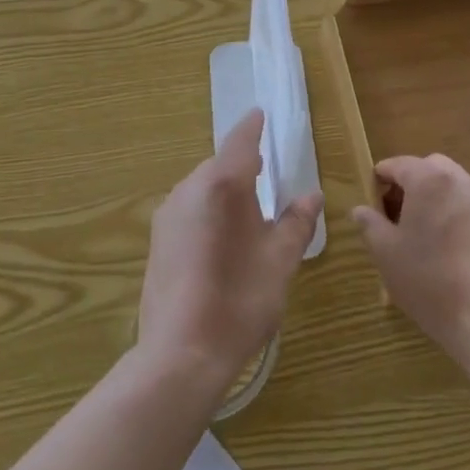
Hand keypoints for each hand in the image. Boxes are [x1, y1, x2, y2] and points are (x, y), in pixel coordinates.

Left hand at [138, 109, 321, 400]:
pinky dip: (208, 212)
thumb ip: (297, 222)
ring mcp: (168, 215)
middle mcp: (190, 188)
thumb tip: (311, 195)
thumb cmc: (239, 299)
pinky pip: (189, 210)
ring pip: (202, 188)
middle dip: (242, 166)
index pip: (240, 141)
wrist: (180, 355)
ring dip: (225, 191)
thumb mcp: (281, 260)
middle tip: (266, 174)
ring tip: (248, 212)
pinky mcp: (157, 241)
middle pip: (220, 165)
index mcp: (223, 183)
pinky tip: (221, 241)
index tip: (260, 114)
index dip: (252, 127)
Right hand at [352, 154, 469, 360]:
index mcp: (428, 180)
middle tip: (397, 214)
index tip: (372, 204)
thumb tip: (360, 210)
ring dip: (435, 196)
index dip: (380, 180)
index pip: (398, 164)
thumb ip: (370, 224)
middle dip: (411, 182)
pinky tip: (450, 246)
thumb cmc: (427, 279)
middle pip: (429, 167)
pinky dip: (456, 213)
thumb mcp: (385, 253)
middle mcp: (459, 181)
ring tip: (424, 231)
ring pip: (453, 184)